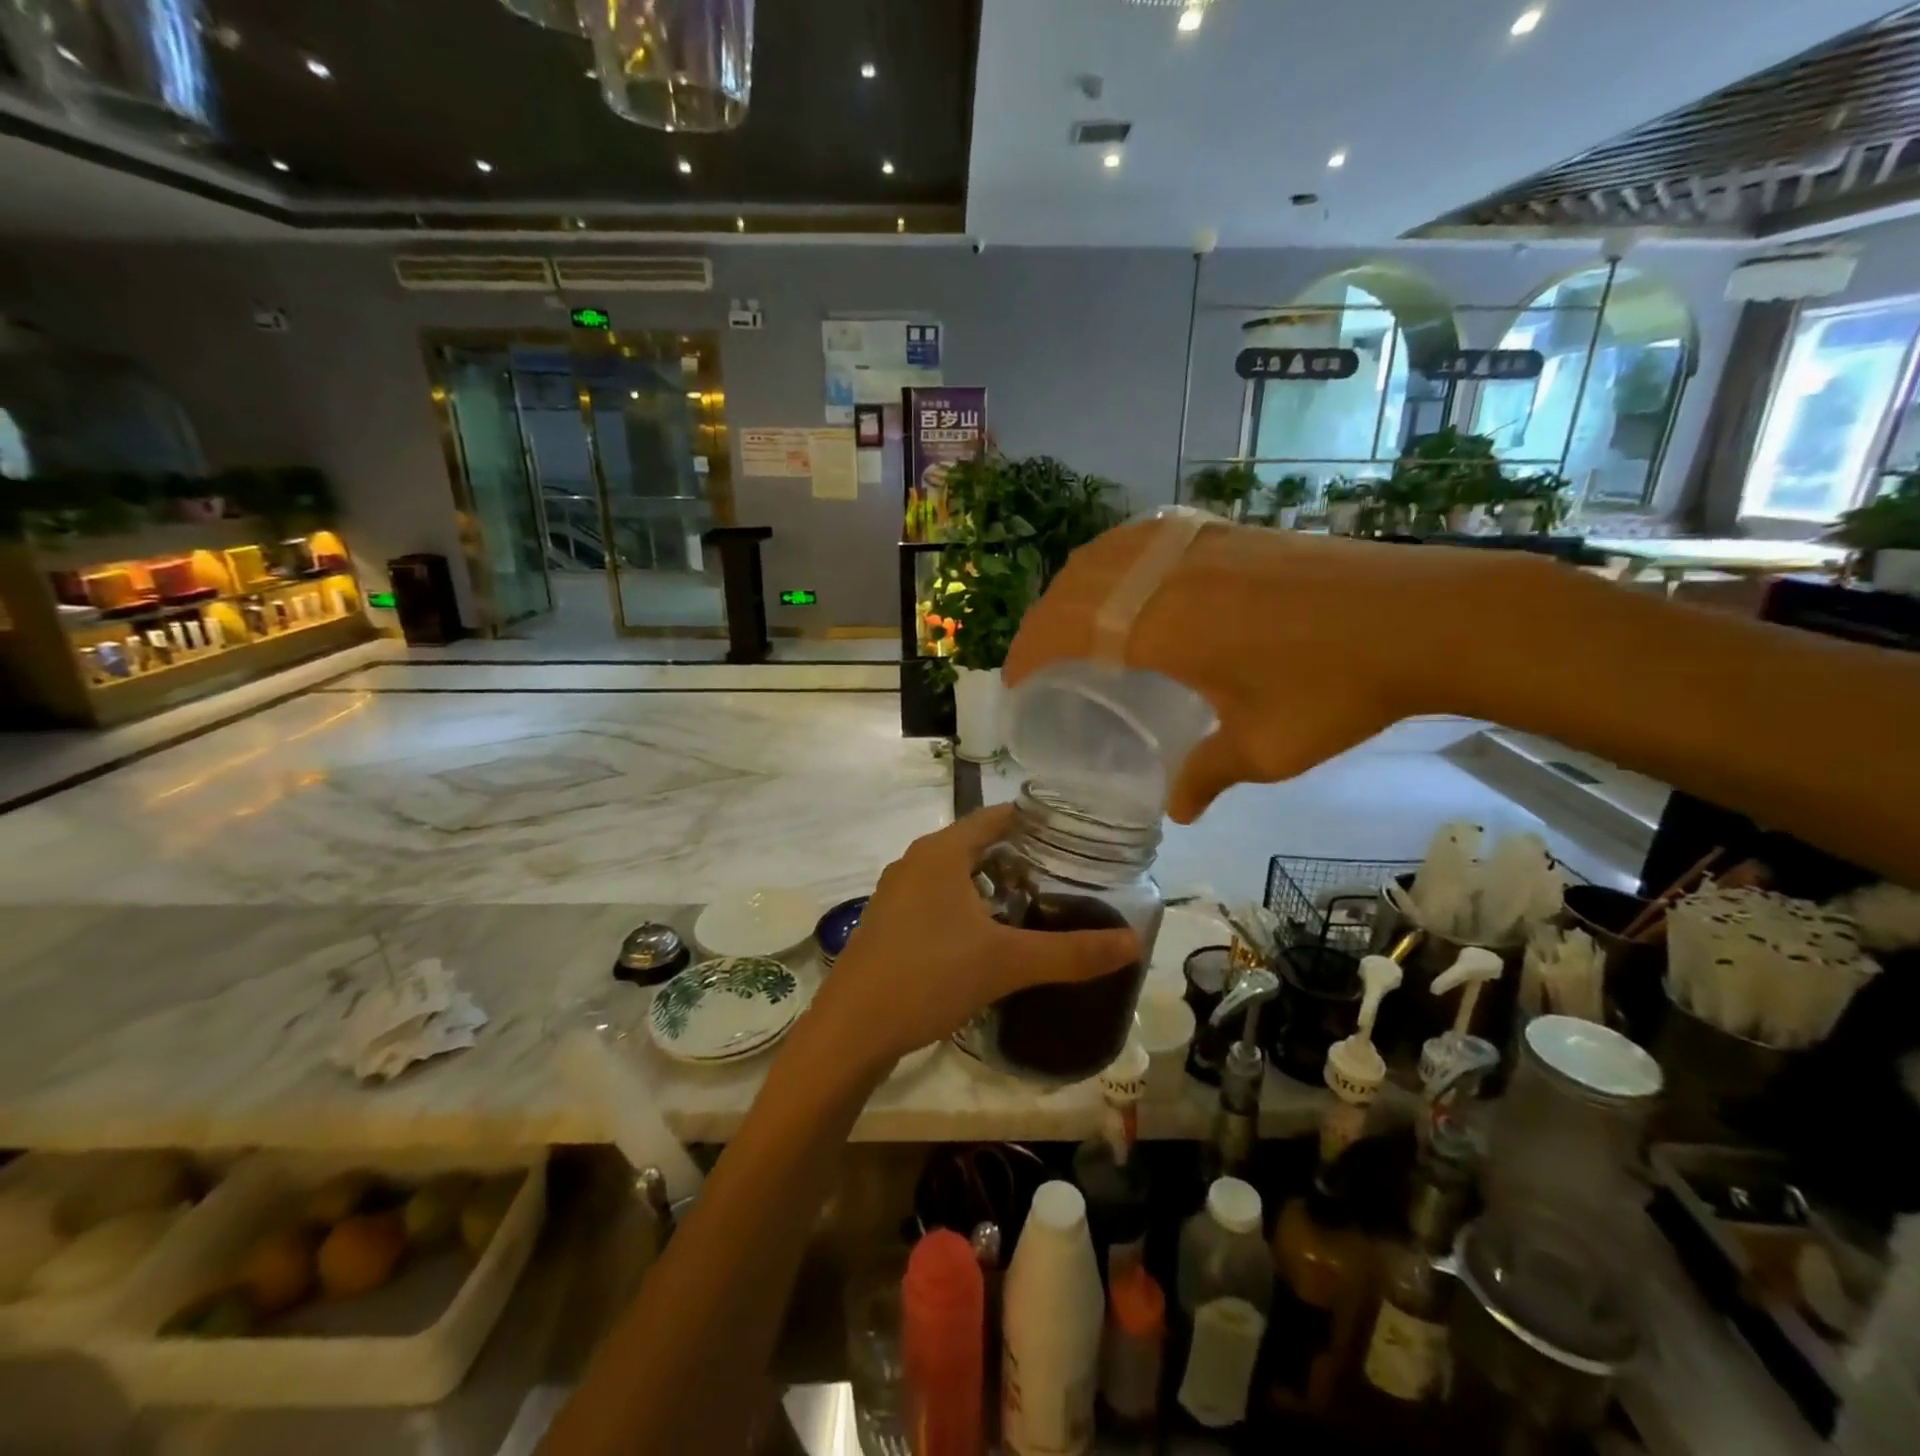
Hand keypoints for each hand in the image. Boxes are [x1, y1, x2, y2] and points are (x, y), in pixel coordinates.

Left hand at [809, 806, 1139, 1074]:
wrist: (851, 1029)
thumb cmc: (929, 976)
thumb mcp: (1007, 963)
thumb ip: (1072, 952)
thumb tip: (1134, 943)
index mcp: (941, 852)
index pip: (997, 817)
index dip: (1035, 822)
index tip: (1073, 838)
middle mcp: (915, 861)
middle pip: (976, 845)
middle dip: (1018, 858)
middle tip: (1061, 878)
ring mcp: (896, 892)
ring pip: (954, 874)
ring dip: (990, 885)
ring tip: (1030, 908)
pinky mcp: (887, 923)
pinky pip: (936, 899)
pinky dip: (965, 906)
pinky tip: (984, 939)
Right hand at [1005, 518, 1496, 822]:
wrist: (1427, 616)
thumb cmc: (1338, 688)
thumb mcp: (1266, 749)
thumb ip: (1207, 774)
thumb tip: (1176, 808)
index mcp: (1163, 624)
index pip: (1068, 629)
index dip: (1030, 653)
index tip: (1015, 683)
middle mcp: (1167, 573)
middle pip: (1077, 586)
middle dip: (1041, 621)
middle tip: (1034, 661)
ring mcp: (1199, 545)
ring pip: (1108, 553)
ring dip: (1073, 587)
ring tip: (1068, 621)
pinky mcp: (1229, 533)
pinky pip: (1145, 537)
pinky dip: (1113, 560)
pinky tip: (1125, 580)